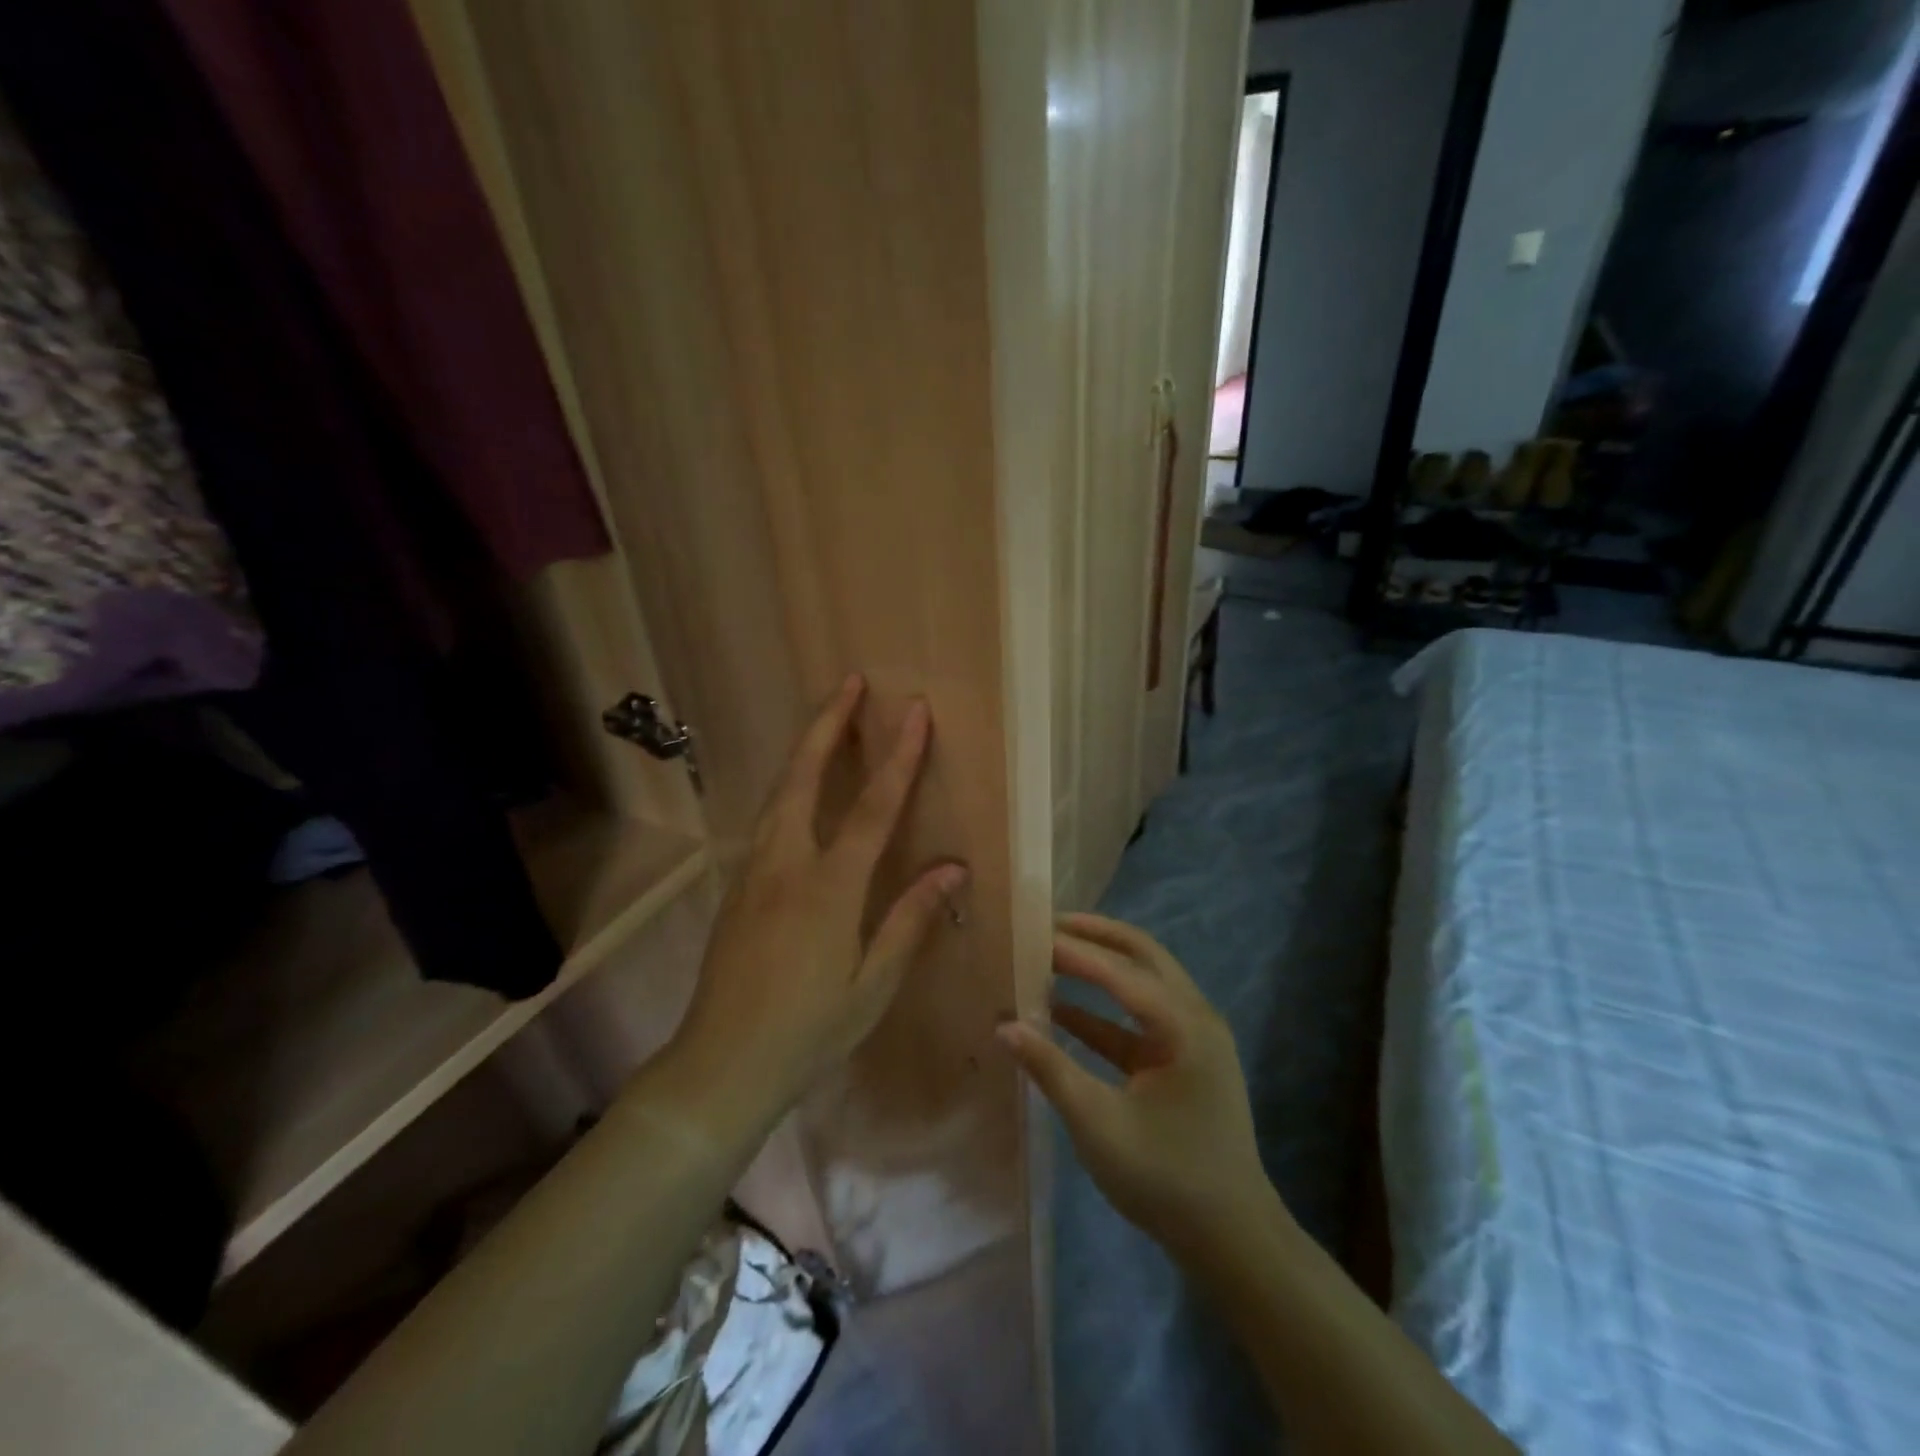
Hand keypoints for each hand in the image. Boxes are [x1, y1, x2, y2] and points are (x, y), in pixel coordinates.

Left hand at [669, 674, 965, 1121]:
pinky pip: (766, 821)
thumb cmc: (808, 1032)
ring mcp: (753, 873)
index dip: (898, 756)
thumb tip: (952, 868)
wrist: (720, 1067)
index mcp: (828, 888)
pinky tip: (798, 791)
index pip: (872, 808)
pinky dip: (788, 787)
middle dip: (828, 724)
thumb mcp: (872, 985)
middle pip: (804, 777)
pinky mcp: (737, 888)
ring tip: (826, 722)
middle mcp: (786, 865)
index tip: (914, 712)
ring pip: (778, 793)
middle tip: (848, 682)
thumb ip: (910, 919)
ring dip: (804, 750)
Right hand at [999, 914, 1278, 1255]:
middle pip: (1142, 956)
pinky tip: (1061, 1011)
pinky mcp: (1183, 1059)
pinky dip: (1104, 1009)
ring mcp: (1193, 1037)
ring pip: (1143, 981)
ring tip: (1051, 954)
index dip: (1074, 951)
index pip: (1121, 971)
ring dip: (1100, 966)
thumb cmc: (1166, 1179)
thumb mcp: (1099, 1125)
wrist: (1231, 1240)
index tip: (1032, 933)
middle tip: (1047, 924)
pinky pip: (1140, 1018)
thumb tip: (1004, 1026)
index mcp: (1184, 1026)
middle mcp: (1195, 1017)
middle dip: (1095, 936)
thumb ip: (1051, 1069)